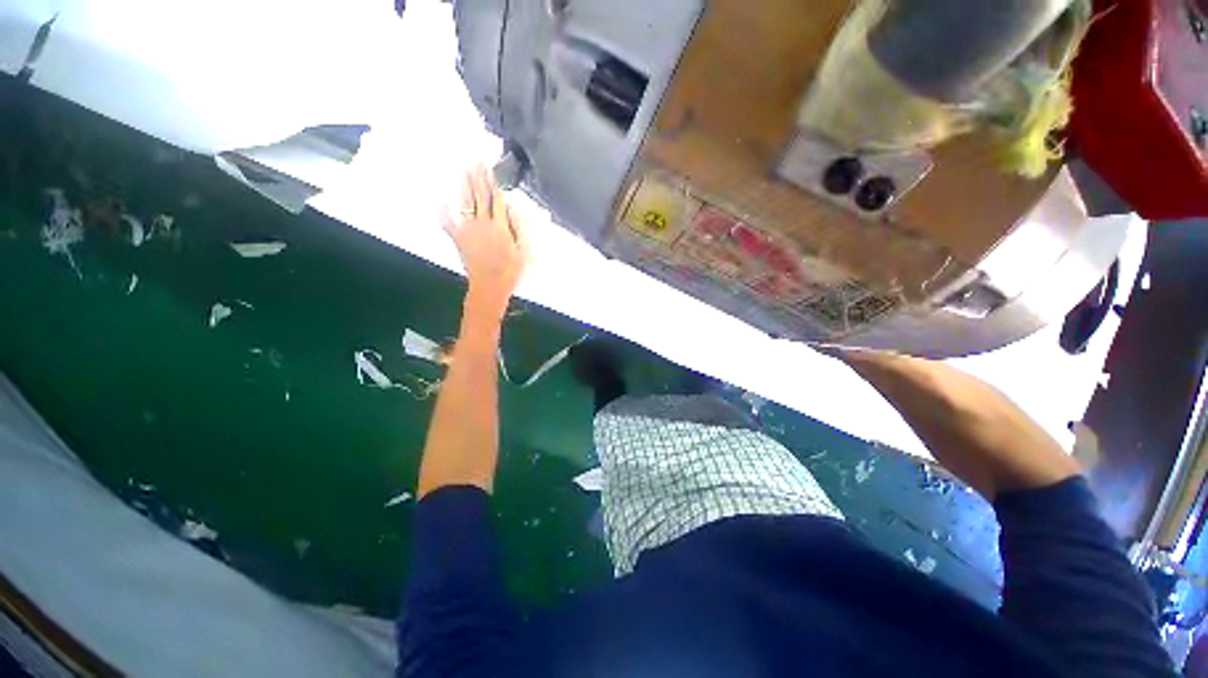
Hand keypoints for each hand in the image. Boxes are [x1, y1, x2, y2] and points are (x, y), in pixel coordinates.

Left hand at [442, 165, 529, 321]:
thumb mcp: (523, 251)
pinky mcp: (459, 239)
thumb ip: (518, 230)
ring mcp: (469, 230)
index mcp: (500, 226)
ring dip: (464, 185)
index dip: (493, 183)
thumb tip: (513, 210)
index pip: (497, 199)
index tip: (490, 168)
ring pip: (466, 202)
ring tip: (463, 170)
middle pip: (480, 196)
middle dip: (478, 177)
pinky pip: (448, 223)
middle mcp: (483, 223)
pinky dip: (443, 213)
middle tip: (475, 160)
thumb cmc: (510, 271)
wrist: (490, 285)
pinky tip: (440, 202)